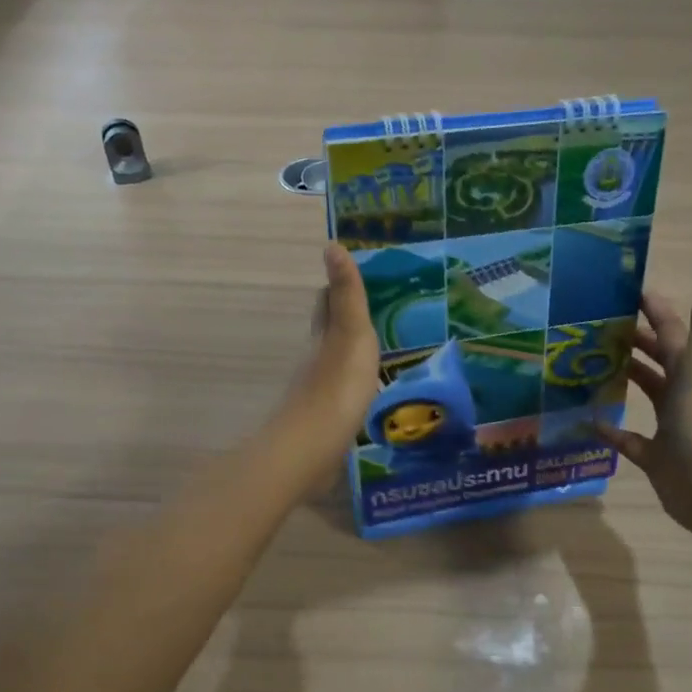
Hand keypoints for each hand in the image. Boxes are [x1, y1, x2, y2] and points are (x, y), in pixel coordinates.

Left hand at [278, 245, 379, 471]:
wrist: (313, 447)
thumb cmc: (337, 385)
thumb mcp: (350, 333)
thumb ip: (346, 294)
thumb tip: (331, 244)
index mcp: (322, 335)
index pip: (326, 302)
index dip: (338, 287)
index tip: (359, 278)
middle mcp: (315, 358)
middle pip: (326, 331)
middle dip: (344, 319)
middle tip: (376, 312)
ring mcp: (317, 390)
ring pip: (332, 361)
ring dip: (348, 352)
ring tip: (377, 349)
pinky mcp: (324, 418)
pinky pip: (340, 390)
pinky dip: (351, 382)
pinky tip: (365, 390)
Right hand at [601, 284, 691, 539]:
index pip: (673, 332)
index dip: (655, 311)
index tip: (626, 292)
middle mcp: (685, 394)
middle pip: (659, 360)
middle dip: (635, 341)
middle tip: (597, 327)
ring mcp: (671, 427)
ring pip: (647, 394)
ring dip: (626, 378)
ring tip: (589, 364)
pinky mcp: (656, 457)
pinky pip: (629, 439)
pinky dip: (611, 430)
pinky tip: (589, 421)